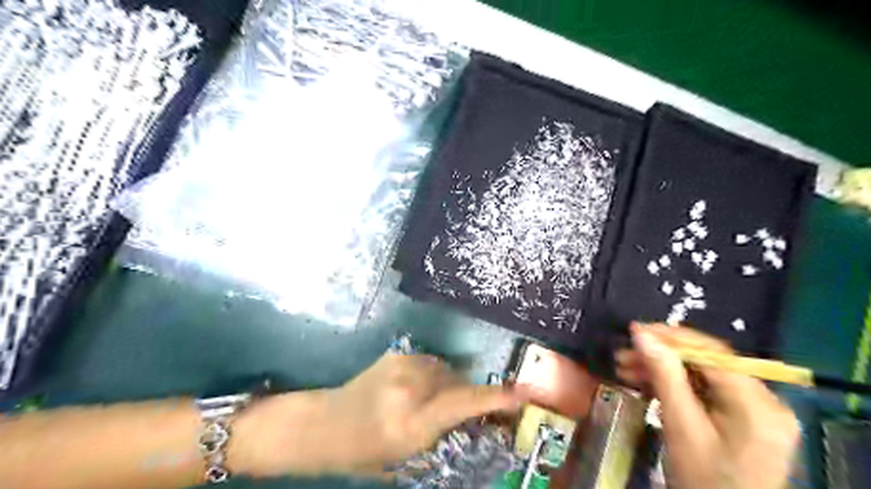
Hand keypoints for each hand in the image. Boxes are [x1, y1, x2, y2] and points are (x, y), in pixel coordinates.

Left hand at [230, 354, 522, 478]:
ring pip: (446, 369)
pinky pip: (431, 362)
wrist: (324, 424)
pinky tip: (421, 388)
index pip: (462, 403)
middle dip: (470, 393)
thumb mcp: (407, 457)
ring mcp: (402, 365)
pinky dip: (435, 375)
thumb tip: (473, 418)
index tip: (522, 393)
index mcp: (411, 422)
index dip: (495, 398)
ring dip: (451, 383)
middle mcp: (410, 388)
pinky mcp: (396, 354)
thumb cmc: (364, 453)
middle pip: (458, 382)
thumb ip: (442, 434)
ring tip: (438, 400)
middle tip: (474, 408)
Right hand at [614, 324, 798, 488]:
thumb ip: (664, 376)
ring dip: (663, 370)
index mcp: (758, 404)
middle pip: (706, 362)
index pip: (713, 352)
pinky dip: (674, 386)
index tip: (634, 330)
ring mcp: (755, 410)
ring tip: (626, 369)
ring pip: (701, 374)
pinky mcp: (743, 419)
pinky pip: (704, 390)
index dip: (671, 337)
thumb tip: (641, 334)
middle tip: (623, 355)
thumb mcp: (681, 426)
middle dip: (661, 356)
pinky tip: (646, 384)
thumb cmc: (703, 481)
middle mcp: (765, 401)